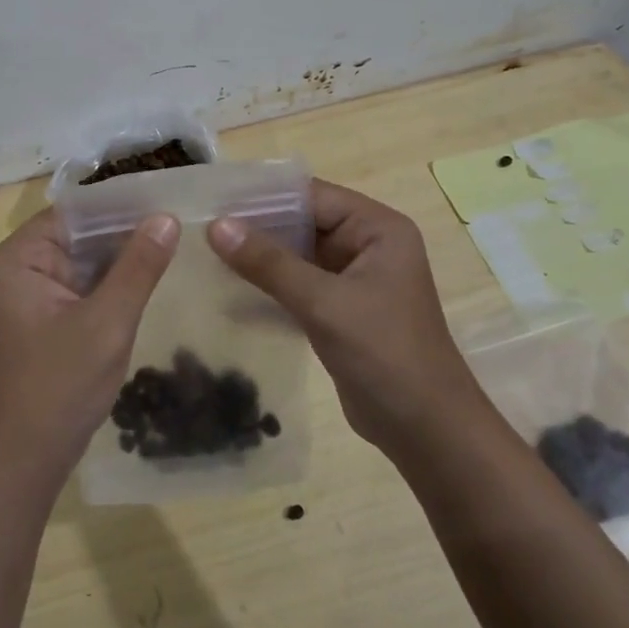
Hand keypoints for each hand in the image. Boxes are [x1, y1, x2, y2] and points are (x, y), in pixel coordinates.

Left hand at [0, 208, 179, 488]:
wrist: (22, 464)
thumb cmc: (58, 388)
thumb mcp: (106, 323)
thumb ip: (138, 267)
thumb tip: (166, 217)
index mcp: (19, 258)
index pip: (75, 212)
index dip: (120, 206)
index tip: (168, 200)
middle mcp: (19, 269)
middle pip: (80, 236)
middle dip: (126, 233)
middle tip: (183, 222)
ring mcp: (30, 297)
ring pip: (85, 263)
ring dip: (122, 261)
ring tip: (176, 244)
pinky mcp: (44, 321)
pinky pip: (82, 289)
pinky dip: (112, 287)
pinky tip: (151, 281)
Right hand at [209, 179, 481, 456]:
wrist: (425, 431)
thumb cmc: (384, 353)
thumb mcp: (324, 303)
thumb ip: (269, 263)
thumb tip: (216, 226)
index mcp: (377, 229)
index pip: (312, 196)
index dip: (263, 197)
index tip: (215, 199)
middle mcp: (367, 245)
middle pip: (303, 224)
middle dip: (257, 228)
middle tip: (202, 228)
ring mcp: (354, 279)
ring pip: (297, 256)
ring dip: (259, 258)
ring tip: (207, 253)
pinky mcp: (341, 310)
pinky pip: (298, 286)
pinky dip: (270, 287)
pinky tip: (228, 290)